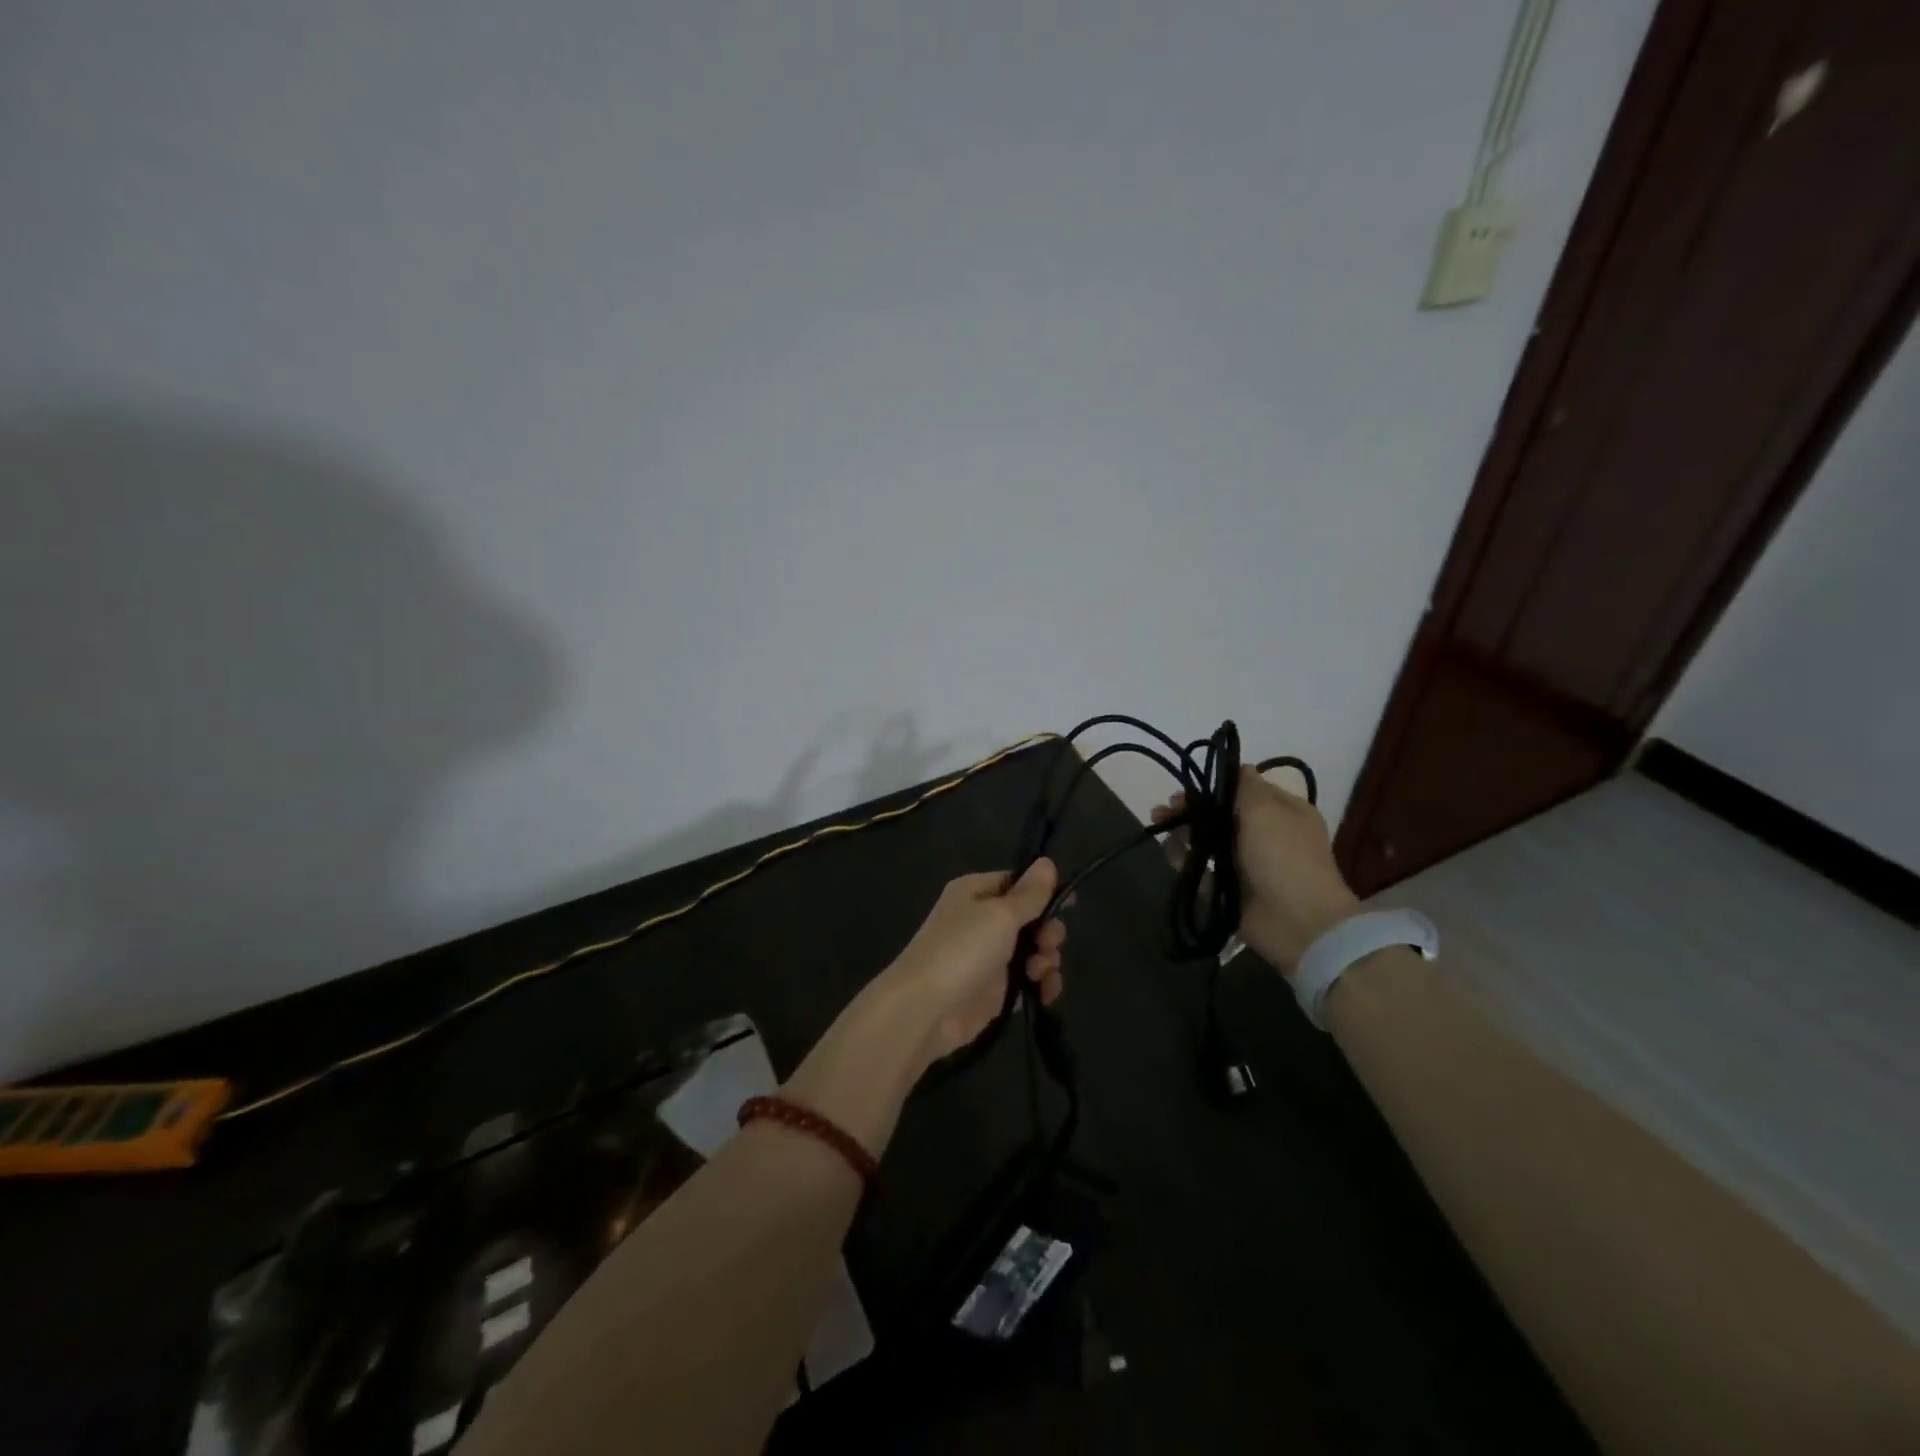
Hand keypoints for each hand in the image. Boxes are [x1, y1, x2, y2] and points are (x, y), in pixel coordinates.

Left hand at [878, 860, 1066, 1072]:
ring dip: (1046, 960)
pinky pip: (1028, 981)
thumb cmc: (962, 950)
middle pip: (1030, 918)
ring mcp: (988, 957)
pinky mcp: (995, 990)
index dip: (1044, 892)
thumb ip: (1029, 893)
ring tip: (1039, 973)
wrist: (926, 1009)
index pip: (1017, 882)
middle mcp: (981, 920)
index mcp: (976, 892)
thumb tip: (1047, 862)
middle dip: (1047, 931)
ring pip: (1033, 951)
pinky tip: (1044, 993)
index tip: (1069, 904)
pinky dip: (1041, 985)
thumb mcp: (1000, 914)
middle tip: (1048, 944)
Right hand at [1151, 767, 1357, 976]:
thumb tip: (1237, 766)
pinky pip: (1203, 871)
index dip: (1214, 786)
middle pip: (1221, 815)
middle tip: (1165, 810)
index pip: (1244, 789)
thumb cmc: (1284, 856)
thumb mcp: (1267, 809)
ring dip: (1183, 833)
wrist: (1299, 922)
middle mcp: (1265, 835)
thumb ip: (1245, 785)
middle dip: (1192, 809)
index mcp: (1283, 812)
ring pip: (1209, 841)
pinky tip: (1171, 855)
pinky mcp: (1231, 890)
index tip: (1188, 786)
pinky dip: (1186, 861)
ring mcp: (1248, 865)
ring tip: (1159, 828)